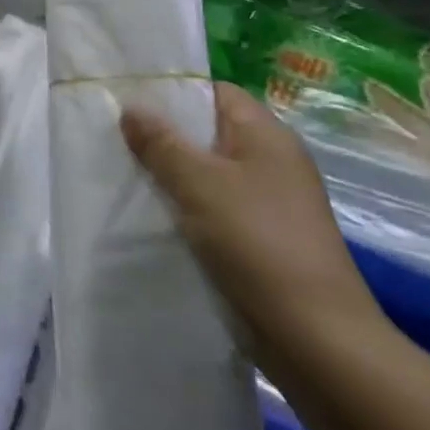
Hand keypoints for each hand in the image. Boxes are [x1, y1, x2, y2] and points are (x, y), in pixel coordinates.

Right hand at [122, 82, 387, 373]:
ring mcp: (270, 203)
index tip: (127, 96)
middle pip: (209, 131)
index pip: (215, 92)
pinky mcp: (262, 239)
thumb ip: (161, 142)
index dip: (174, 89)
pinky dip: (185, 205)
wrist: (316, 339)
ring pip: (208, 172)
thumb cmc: (258, 243)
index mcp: (267, 136)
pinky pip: (214, 206)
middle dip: (164, 133)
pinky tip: (152, 212)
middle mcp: (272, 162)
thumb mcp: (199, 183)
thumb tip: (131, 106)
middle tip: (114, 133)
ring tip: (123, 170)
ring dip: (171, 172)